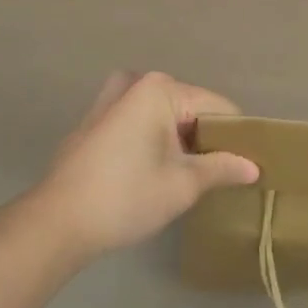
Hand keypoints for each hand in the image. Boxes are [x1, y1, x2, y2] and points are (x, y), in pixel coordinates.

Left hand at [31, 71, 258, 260]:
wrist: (55, 224)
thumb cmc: (126, 196)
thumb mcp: (183, 185)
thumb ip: (221, 168)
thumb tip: (253, 167)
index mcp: (160, 89)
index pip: (216, 107)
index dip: (234, 136)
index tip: (245, 165)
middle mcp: (135, 83)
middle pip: (188, 107)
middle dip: (203, 137)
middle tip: (214, 174)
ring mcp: (109, 100)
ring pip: (161, 114)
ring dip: (176, 138)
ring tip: (184, 172)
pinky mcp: (93, 122)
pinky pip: (136, 121)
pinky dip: (151, 139)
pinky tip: (149, 172)